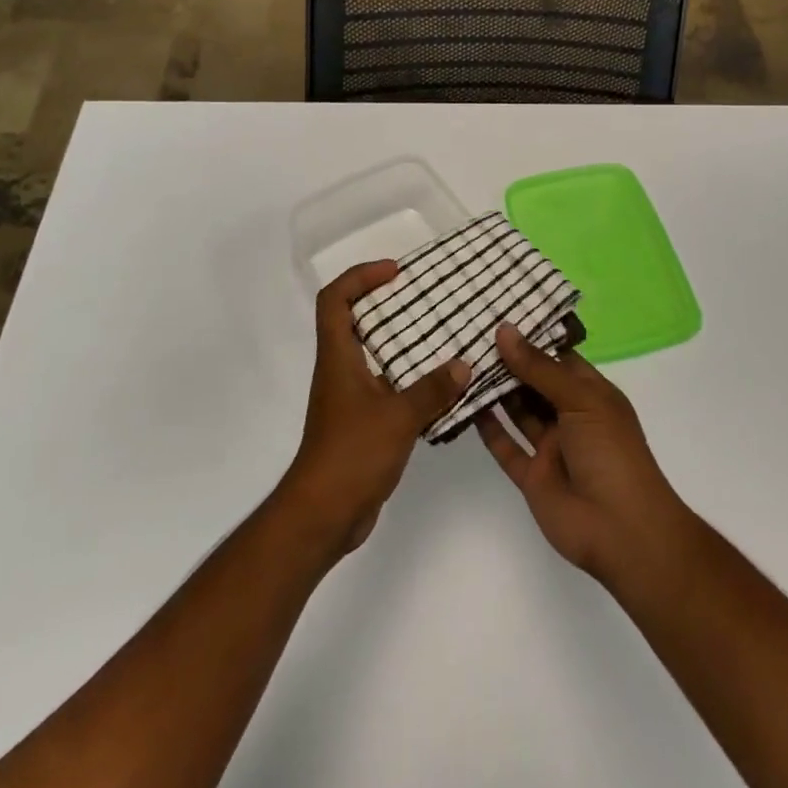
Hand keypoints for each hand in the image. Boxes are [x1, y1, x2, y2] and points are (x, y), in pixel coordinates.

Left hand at [279, 261, 469, 557]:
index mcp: (338, 358)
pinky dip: (412, 380)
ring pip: (376, 355)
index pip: (335, 299)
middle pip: (356, 321)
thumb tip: (464, 364)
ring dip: (404, 343)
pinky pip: (389, 387)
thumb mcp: (397, 418)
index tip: (395, 272)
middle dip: (388, 303)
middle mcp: (341, 370)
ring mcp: (351, 398)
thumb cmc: (351, 455)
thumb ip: (432, 390)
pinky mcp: (364, 422)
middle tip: (427, 298)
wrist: (323, 516)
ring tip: (444, 335)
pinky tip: (443, 386)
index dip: (360, 277)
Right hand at [476, 325, 698, 587]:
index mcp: (591, 393)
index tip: (499, 314)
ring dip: (495, 390)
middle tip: (471, 333)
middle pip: (535, 382)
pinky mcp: (533, 476)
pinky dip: (488, 428)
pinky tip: (466, 405)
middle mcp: (570, 415)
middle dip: (508, 361)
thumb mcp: (580, 400)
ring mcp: (551, 446)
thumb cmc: (611, 453)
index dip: (533, 337)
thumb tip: (505, 330)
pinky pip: (506, 447)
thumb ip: (539, 368)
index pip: (559, 357)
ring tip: (463, 361)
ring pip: (518, 411)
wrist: (622, 531)